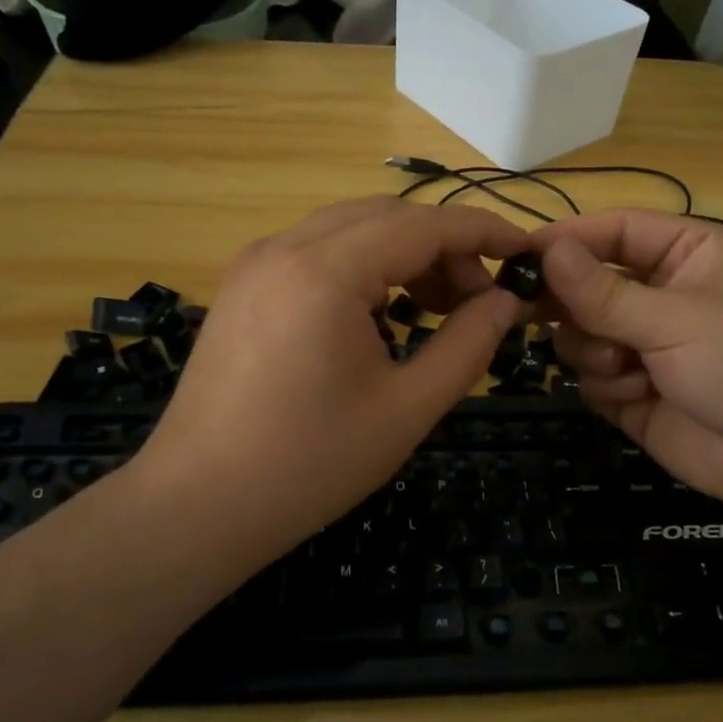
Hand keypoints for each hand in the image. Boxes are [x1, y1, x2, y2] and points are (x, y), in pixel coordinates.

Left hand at [129, 198, 531, 574]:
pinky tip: (381, 315)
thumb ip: (467, 345)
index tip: (525, 252)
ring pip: (350, 229)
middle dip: (444, 246)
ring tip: (438, 307)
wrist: (197, 505)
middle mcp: (284, 247)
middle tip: (481, 299)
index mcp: (325, 271)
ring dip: (403, 254)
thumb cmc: (309, 465)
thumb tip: (506, 301)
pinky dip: (363, 267)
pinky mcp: (243, 286)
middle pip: (386, 217)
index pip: (423, 225)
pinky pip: (318, 252)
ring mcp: (256, 263)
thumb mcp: (407, 409)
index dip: (482, 232)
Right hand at [532, 210, 722, 513]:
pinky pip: (594, 378)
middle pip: (588, 285)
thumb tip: (544, 248)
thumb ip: (601, 290)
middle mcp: (662, 296)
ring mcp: (649, 348)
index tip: (518, 256)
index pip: (613, 231)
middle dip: (568, 303)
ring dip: (594, 350)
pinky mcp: (639, 395)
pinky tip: (638, 396)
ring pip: (583, 335)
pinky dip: (608, 386)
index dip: (567, 240)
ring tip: (626, 366)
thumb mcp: (674, 317)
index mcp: (685, 254)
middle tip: (528, 312)